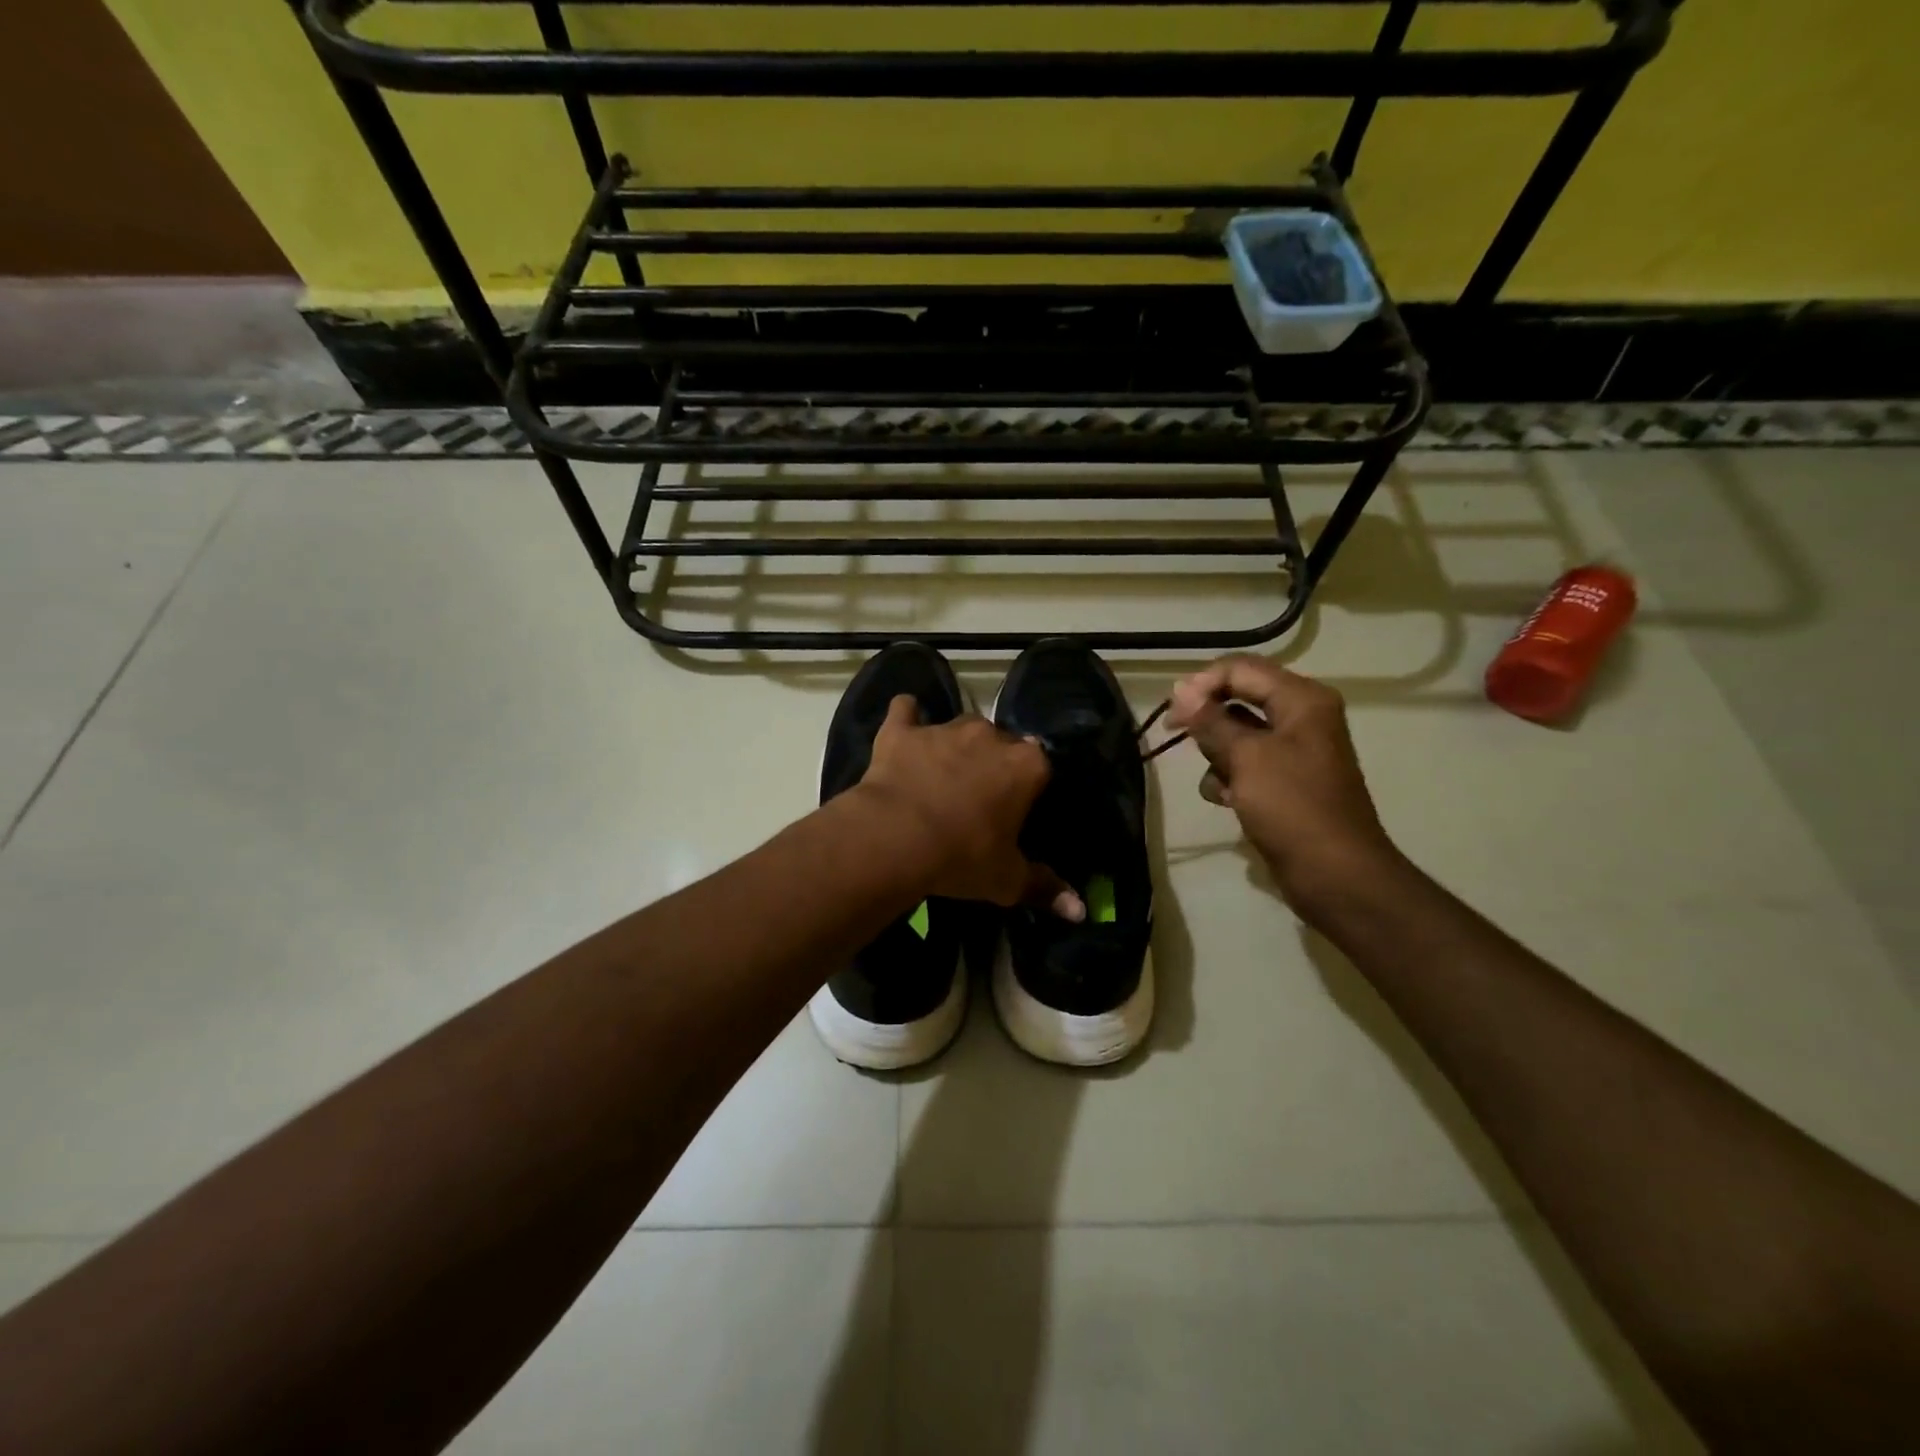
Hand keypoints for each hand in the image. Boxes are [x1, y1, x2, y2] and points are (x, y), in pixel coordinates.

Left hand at [855, 697, 1083, 920]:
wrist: (895, 838)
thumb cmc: (961, 857)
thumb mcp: (1007, 880)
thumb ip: (1045, 888)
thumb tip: (1079, 910)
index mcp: (1026, 765)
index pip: (1040, 766)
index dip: (1028, 788)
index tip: (1015, 810)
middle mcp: (990, 736)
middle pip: (1001, 743)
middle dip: (994, 764)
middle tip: (978, 798)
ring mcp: (944, 729)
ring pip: (960, 728)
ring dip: (956, 746)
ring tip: (942, 775)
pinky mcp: (902, 731)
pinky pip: (906, 710)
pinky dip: (907, 718)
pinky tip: (905, 731)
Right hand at [1165, 655, 1398, 911]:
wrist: (1335, 874)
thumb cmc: (1293, 807)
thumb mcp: (1247, 757)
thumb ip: (1211, 720)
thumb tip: (1180, 690)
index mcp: (1301, 700)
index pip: (1240, 669)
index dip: (1201, 684)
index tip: (1172, 712)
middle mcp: (1300, 717)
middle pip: (1237, 698)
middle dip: (1208, 720)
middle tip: (1175, 735)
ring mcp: (1292, 751)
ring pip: (1236, 734)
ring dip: (1217, 754)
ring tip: (1219, 780)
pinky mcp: (1284, 782)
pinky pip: (1245, 765)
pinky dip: (1230, 778)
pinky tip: (1227, 801)